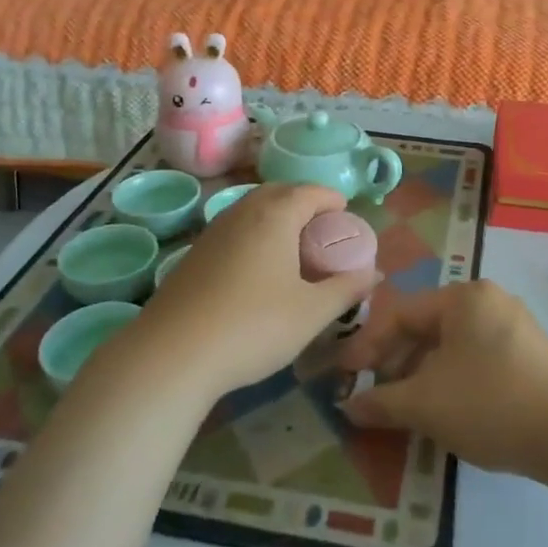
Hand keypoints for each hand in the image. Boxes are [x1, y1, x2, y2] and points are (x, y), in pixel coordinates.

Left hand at [136, 183, 376, 396]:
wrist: (172, 355)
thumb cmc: (253, 327)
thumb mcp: (311, 312)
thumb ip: (346, 288)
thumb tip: (374, 273)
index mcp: (274, 216)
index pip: (309, 191)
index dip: (331, 199)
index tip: (346, 215)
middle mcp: (242, 213)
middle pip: (278, 192)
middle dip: (303, 202)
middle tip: (321, 229)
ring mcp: (212, 232)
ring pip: (251, 209)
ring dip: (275, 217)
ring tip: (292, 248)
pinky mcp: (193, 256)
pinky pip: (233, 230)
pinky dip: (253, 235)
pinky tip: (256, 270)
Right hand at [337, 281, 547, 478]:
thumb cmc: (489, 404)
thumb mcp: (425, 404)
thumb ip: (380, 401)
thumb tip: (348, 405)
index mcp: (463, 297)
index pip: (400, 314)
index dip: (367, 346)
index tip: (345, 376)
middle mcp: (490, 300)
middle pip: (427, 327)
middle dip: (396, 362)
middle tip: (375, 395)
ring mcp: (515, 325)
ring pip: (452, 345)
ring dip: (422, 374)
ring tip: (407, 408)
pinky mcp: (532, 354)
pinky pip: (477, 358)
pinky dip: (452, 379)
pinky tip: (447, 409)